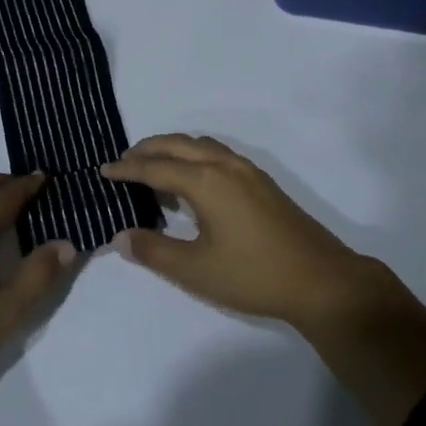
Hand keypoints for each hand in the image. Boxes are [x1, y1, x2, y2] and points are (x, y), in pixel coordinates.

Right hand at [101, 135, 374, 332]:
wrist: (321, 280)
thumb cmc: (253, 274)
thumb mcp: (196, 270)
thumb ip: (154, 250)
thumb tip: (121, 236)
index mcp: (206, 180)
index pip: (155, 167)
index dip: (126, 169)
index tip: (103, 170)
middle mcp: (224, 165)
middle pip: (177, 145)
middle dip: (146, 149)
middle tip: (123, 163)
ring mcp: (247, 171)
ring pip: (200, 145)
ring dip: (172, 150)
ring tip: (153, 170)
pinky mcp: (261, 182)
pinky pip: (217, 154)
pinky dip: (193, 156)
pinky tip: (192, 182)